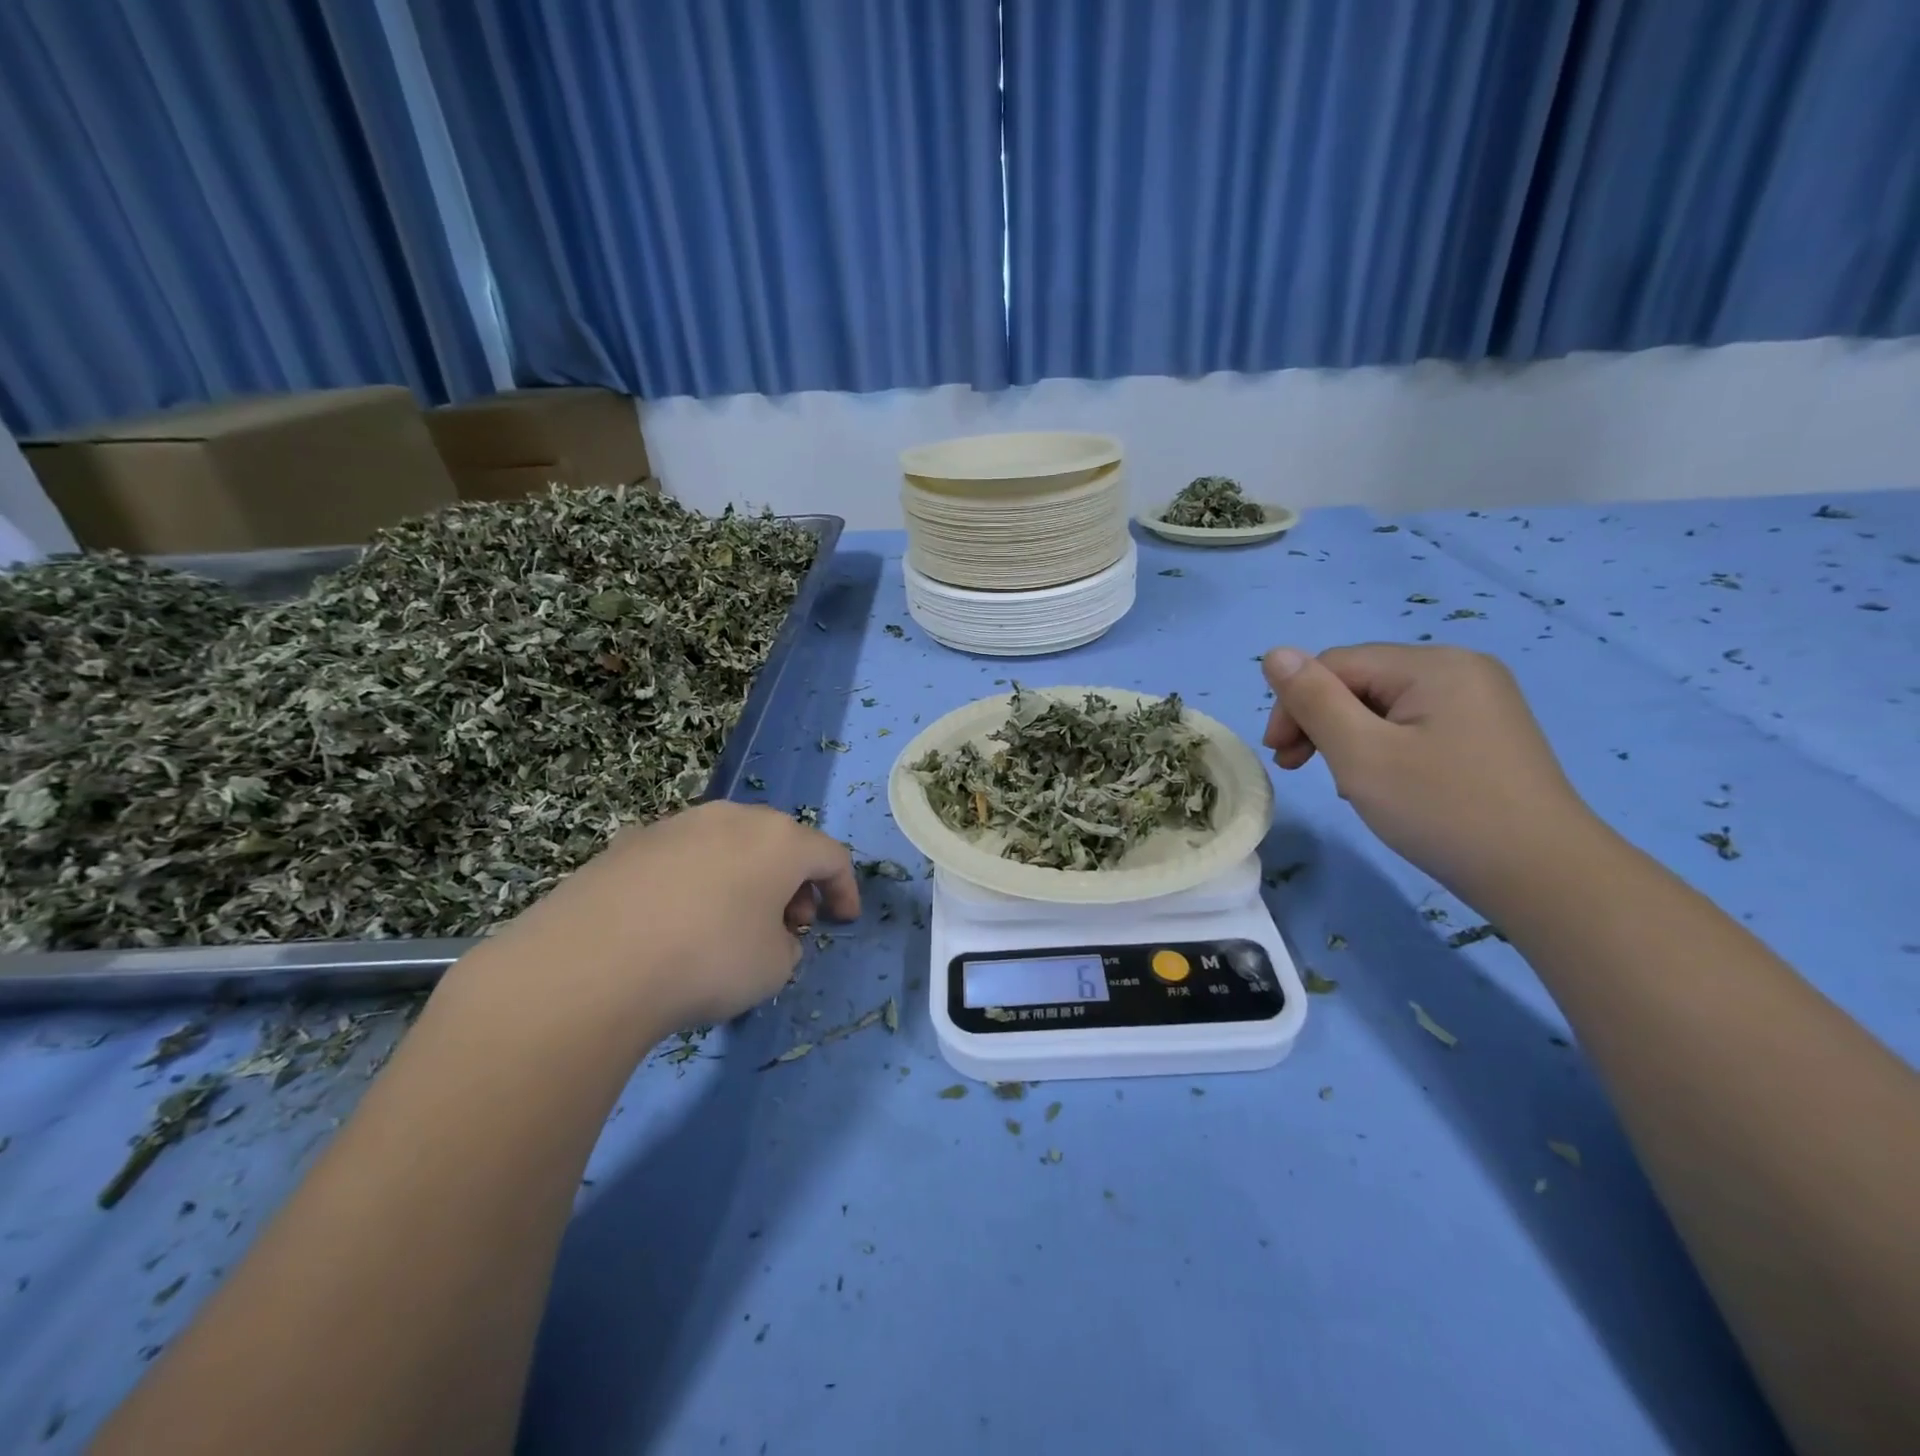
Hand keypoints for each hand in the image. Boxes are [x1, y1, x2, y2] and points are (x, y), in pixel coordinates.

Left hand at [461, 802, 859, 1037]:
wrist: (591, 964)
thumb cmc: (707, 960)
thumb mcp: (774, 968)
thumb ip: (788, 944)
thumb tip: (769, 934)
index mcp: (779, 840)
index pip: (831, 856)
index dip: (845, 889)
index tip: (844, 921)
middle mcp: (733, 818)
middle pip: (781, 843)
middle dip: (794, 882)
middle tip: (790, 923)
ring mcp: (678, 824)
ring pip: (731, 844)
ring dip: (746, 878)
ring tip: (734, 922)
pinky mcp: (631, 841)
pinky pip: (685, 857)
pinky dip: (699, 881)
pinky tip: (679, 921)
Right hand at [1261, 644, 1599, 904]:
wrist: (1545, 877)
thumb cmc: (1442, 810)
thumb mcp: (1361, 754)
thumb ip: (1313, 700)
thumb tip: (1274, 653)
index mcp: (1433, 664)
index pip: (1336, 664)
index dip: (1295, 703)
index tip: (1279, 757)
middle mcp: (1460, 669)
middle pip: (1361, 680)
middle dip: (1320, 720)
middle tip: (1296, 768)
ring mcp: (1480, 701)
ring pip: (1384, 705)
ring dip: (1348, 737)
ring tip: (1342, 781)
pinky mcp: (1487, 733)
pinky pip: (1414, 724)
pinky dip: (1382, 747)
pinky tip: (1381, 782)